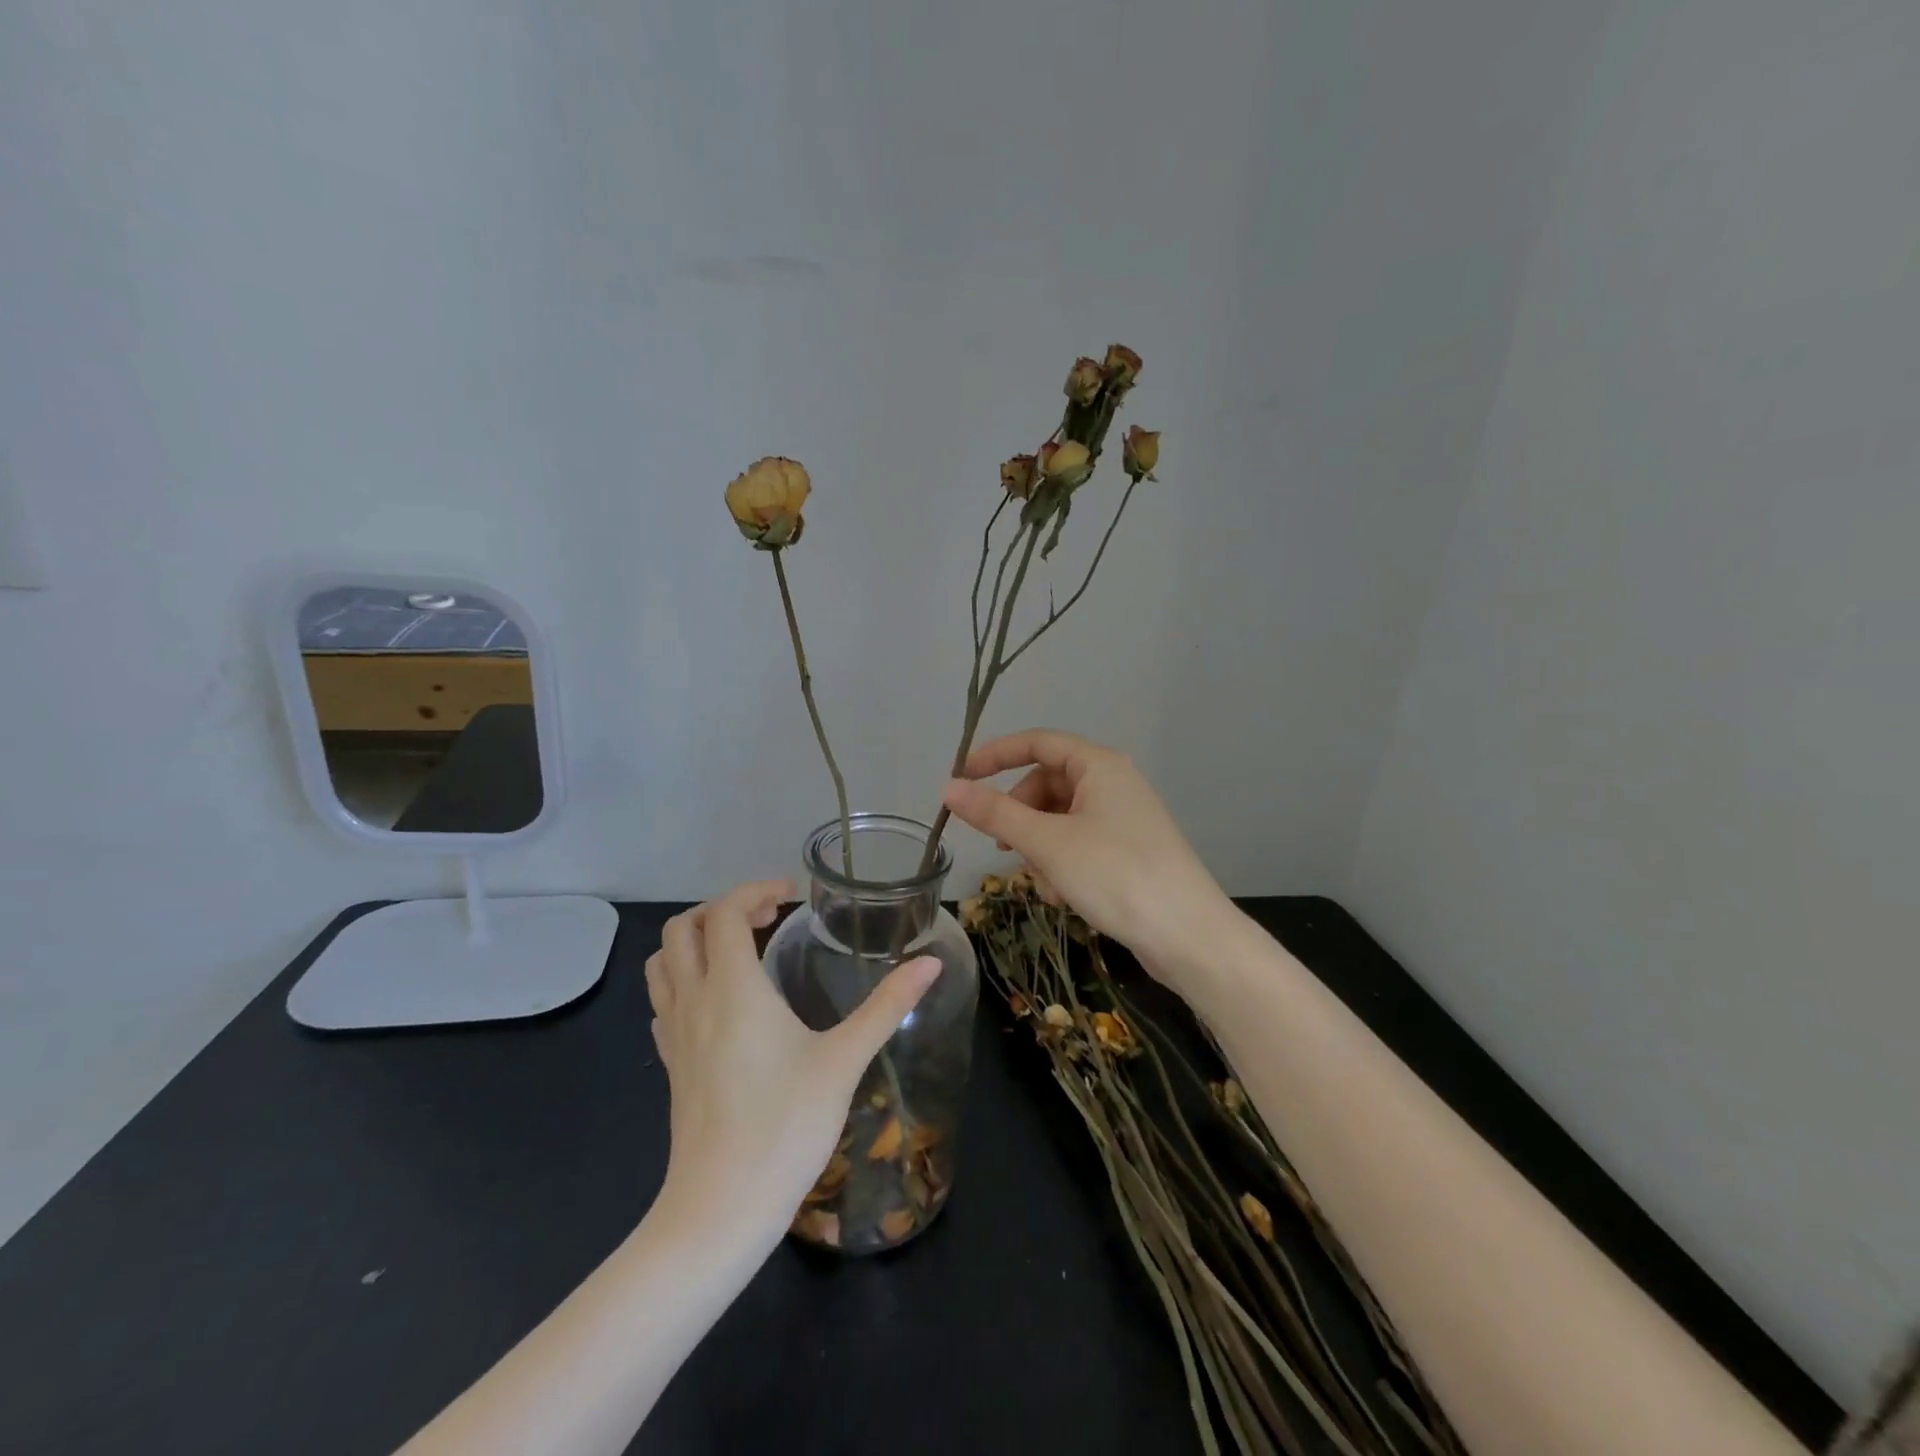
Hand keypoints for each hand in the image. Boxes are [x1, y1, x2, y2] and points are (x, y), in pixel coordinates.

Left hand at [645, 882, 939, 1249]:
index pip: (725, 912)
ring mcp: (674, 1033)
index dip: (756, 890)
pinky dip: (685, 977)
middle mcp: (694, 1000)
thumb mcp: (844, 1060)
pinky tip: (721, 1000)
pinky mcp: (670, 1063)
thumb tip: (931, 963)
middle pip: (683, 928)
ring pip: (663, 962)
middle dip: (724, 908)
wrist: (720, 1210)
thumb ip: (886, 1006)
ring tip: (741, 949)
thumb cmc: (785, 1127)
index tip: (792, 896)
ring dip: (696, 940)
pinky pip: (664, 999)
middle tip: (769, 918)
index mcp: (733, 988)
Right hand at [940, 729, 1233, 986]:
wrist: (1188, 935)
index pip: (1037, 742)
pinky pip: (1079, 842)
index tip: (961, 779)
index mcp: (1099, 765)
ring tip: (1042, 883)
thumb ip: (995, 814)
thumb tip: (949, 788)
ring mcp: (1124, 817)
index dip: (995, 755)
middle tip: (1001, 847)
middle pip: (1047, 783)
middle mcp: (1114, 782)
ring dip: (1039, 847)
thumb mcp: (1047, 843)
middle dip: (1020, 815)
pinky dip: (1061, 863)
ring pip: (1060, 818)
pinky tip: (1062, 896)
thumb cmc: (1115, 875)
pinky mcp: (1129, 849)